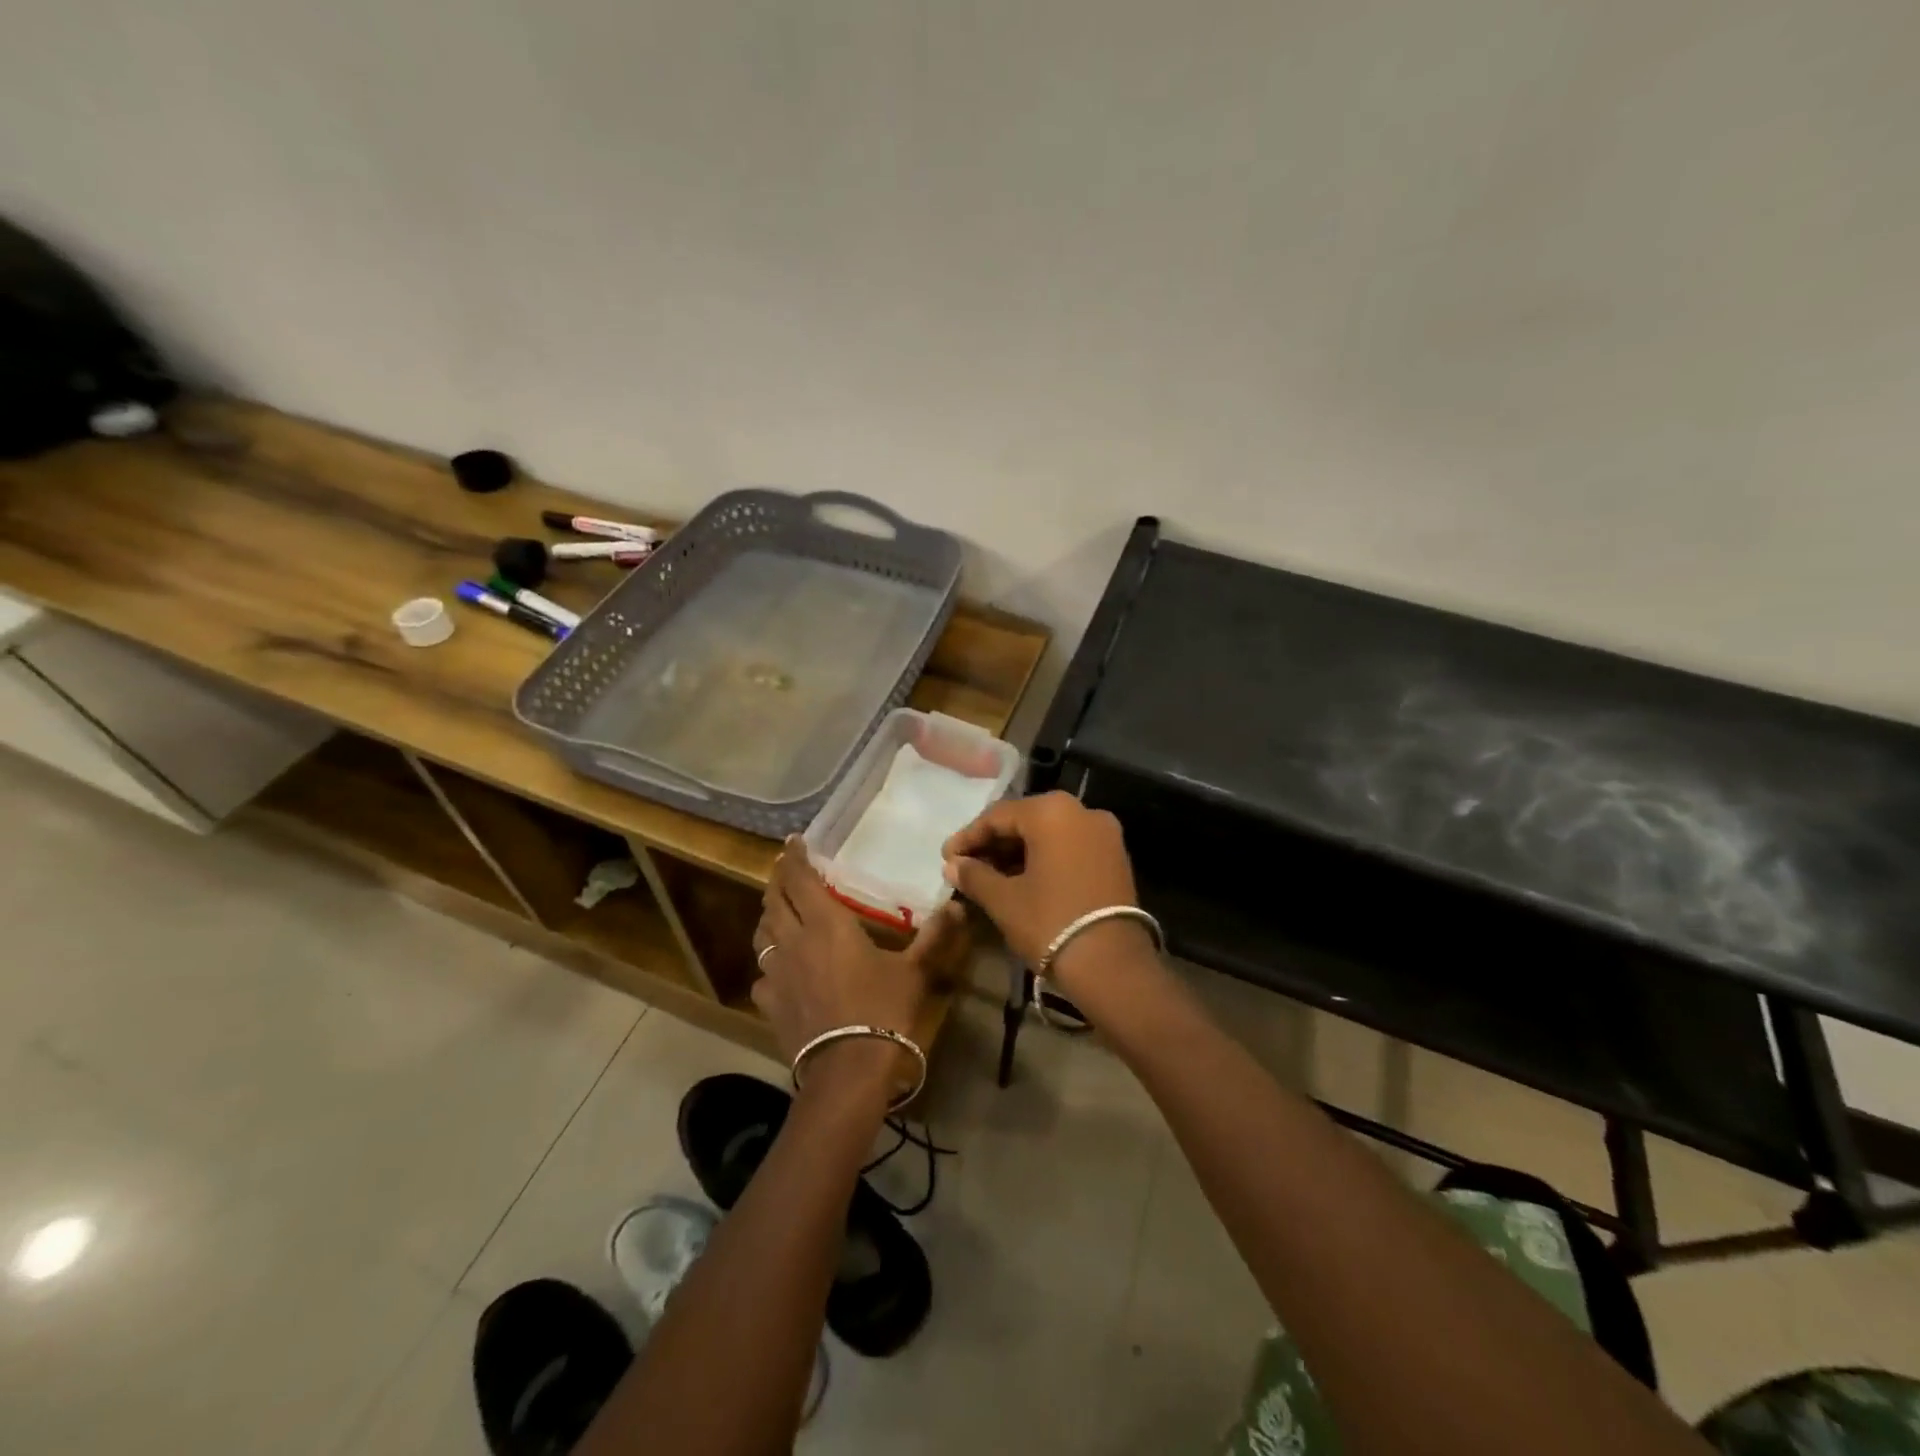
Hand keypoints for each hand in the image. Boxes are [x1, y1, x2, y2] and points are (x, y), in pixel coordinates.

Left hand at [751, 838, 964, 1080]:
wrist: (847, 1070)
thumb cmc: (883, 1010)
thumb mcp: (914, 971)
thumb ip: (934, 936)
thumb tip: (958, 906)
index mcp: (827, 925)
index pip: (801, 881)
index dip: (794, 859)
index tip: (793, 842)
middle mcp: (795, 941)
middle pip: (774, 901)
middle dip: (777, 881)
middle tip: (783, 870)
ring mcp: (777, 973)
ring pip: (762, 934)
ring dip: (768, 916)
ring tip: (777, 910)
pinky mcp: (769, 1003)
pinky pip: (762, 973)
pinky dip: (768, 961)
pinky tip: (778, 968)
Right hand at [941, 792, 1153, 1001]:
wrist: (1111, 965)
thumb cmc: (1050, 922)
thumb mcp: (1004, 900)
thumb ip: (974, 875)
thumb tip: (953, 865)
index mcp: (1052, 811)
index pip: (997, 816)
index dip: (968, 837)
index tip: (946, 858)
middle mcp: (1081, 811)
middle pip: (1025, 821)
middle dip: (993, 844)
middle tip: (965, 867)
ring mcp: (1104, 833)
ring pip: (1048, 834)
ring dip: (1017, 852)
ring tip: (989, 877)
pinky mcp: (1115, 856)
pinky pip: (1069, 847)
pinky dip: (1044, 859)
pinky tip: (1021, 880)